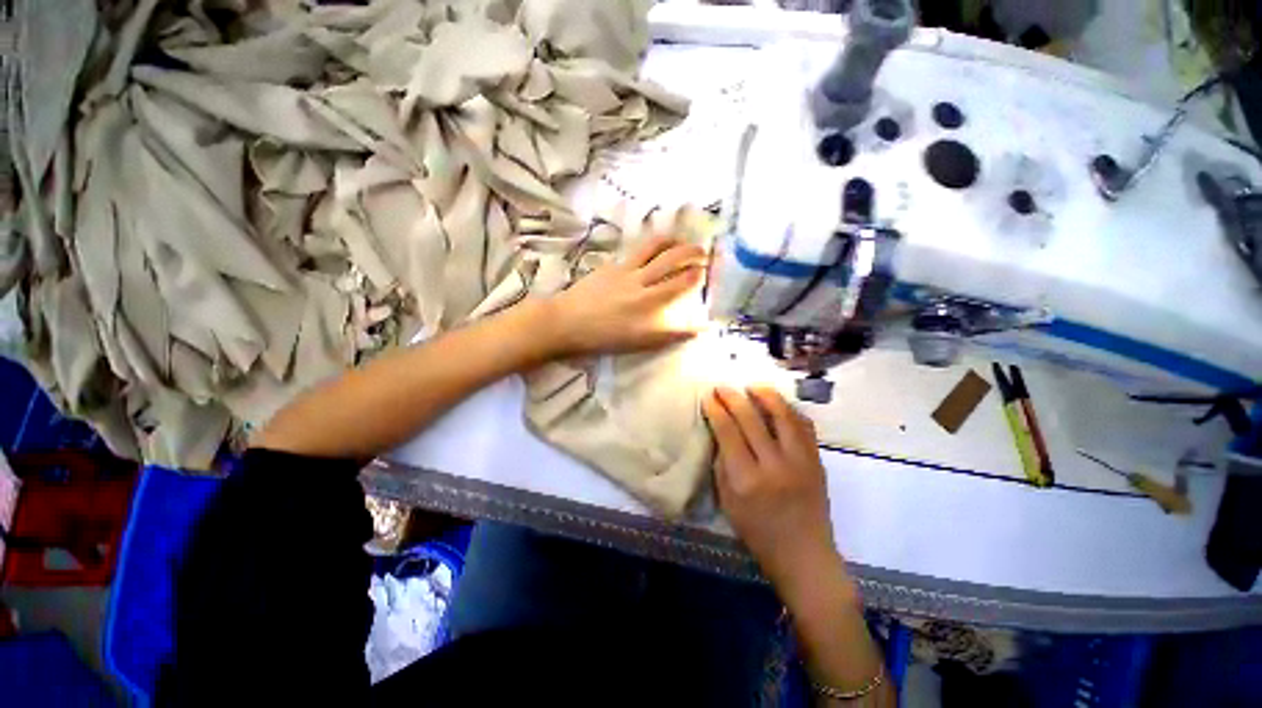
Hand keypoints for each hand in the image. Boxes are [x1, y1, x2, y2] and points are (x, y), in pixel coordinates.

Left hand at [545, 212, 706, 357]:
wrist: (567, 323)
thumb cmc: (605, 338)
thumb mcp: (641, 343)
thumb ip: (671, 334)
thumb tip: (700, 328)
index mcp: (651, 303)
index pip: (683, 282)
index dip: (699, 274)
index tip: (707, 272)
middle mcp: (643, 282)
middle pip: (674, 259)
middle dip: (693, 253)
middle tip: (704, 253)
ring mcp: (626, 270)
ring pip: (656, 247)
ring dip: (674, 241)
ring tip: (683, 242)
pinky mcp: (613, 264)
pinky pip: (638, 249)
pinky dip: (653, 244)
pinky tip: (657, 245)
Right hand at [702, 386, 845, 598]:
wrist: (804, 556)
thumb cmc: (758, 533)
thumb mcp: (728, 502)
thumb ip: (722, 464)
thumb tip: (720, 433)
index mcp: (747, 479)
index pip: (728, 432)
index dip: (716, 410)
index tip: (708, 397)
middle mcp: (774, 465)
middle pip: (751, 418)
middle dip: (733, 398)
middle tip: (722, 387)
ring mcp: (800, 461)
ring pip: (782, 415)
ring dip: (765, 395)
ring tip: (752, 386)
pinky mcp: (817, 461)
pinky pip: (804, 426)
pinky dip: (789, 410)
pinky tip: (778, 404)